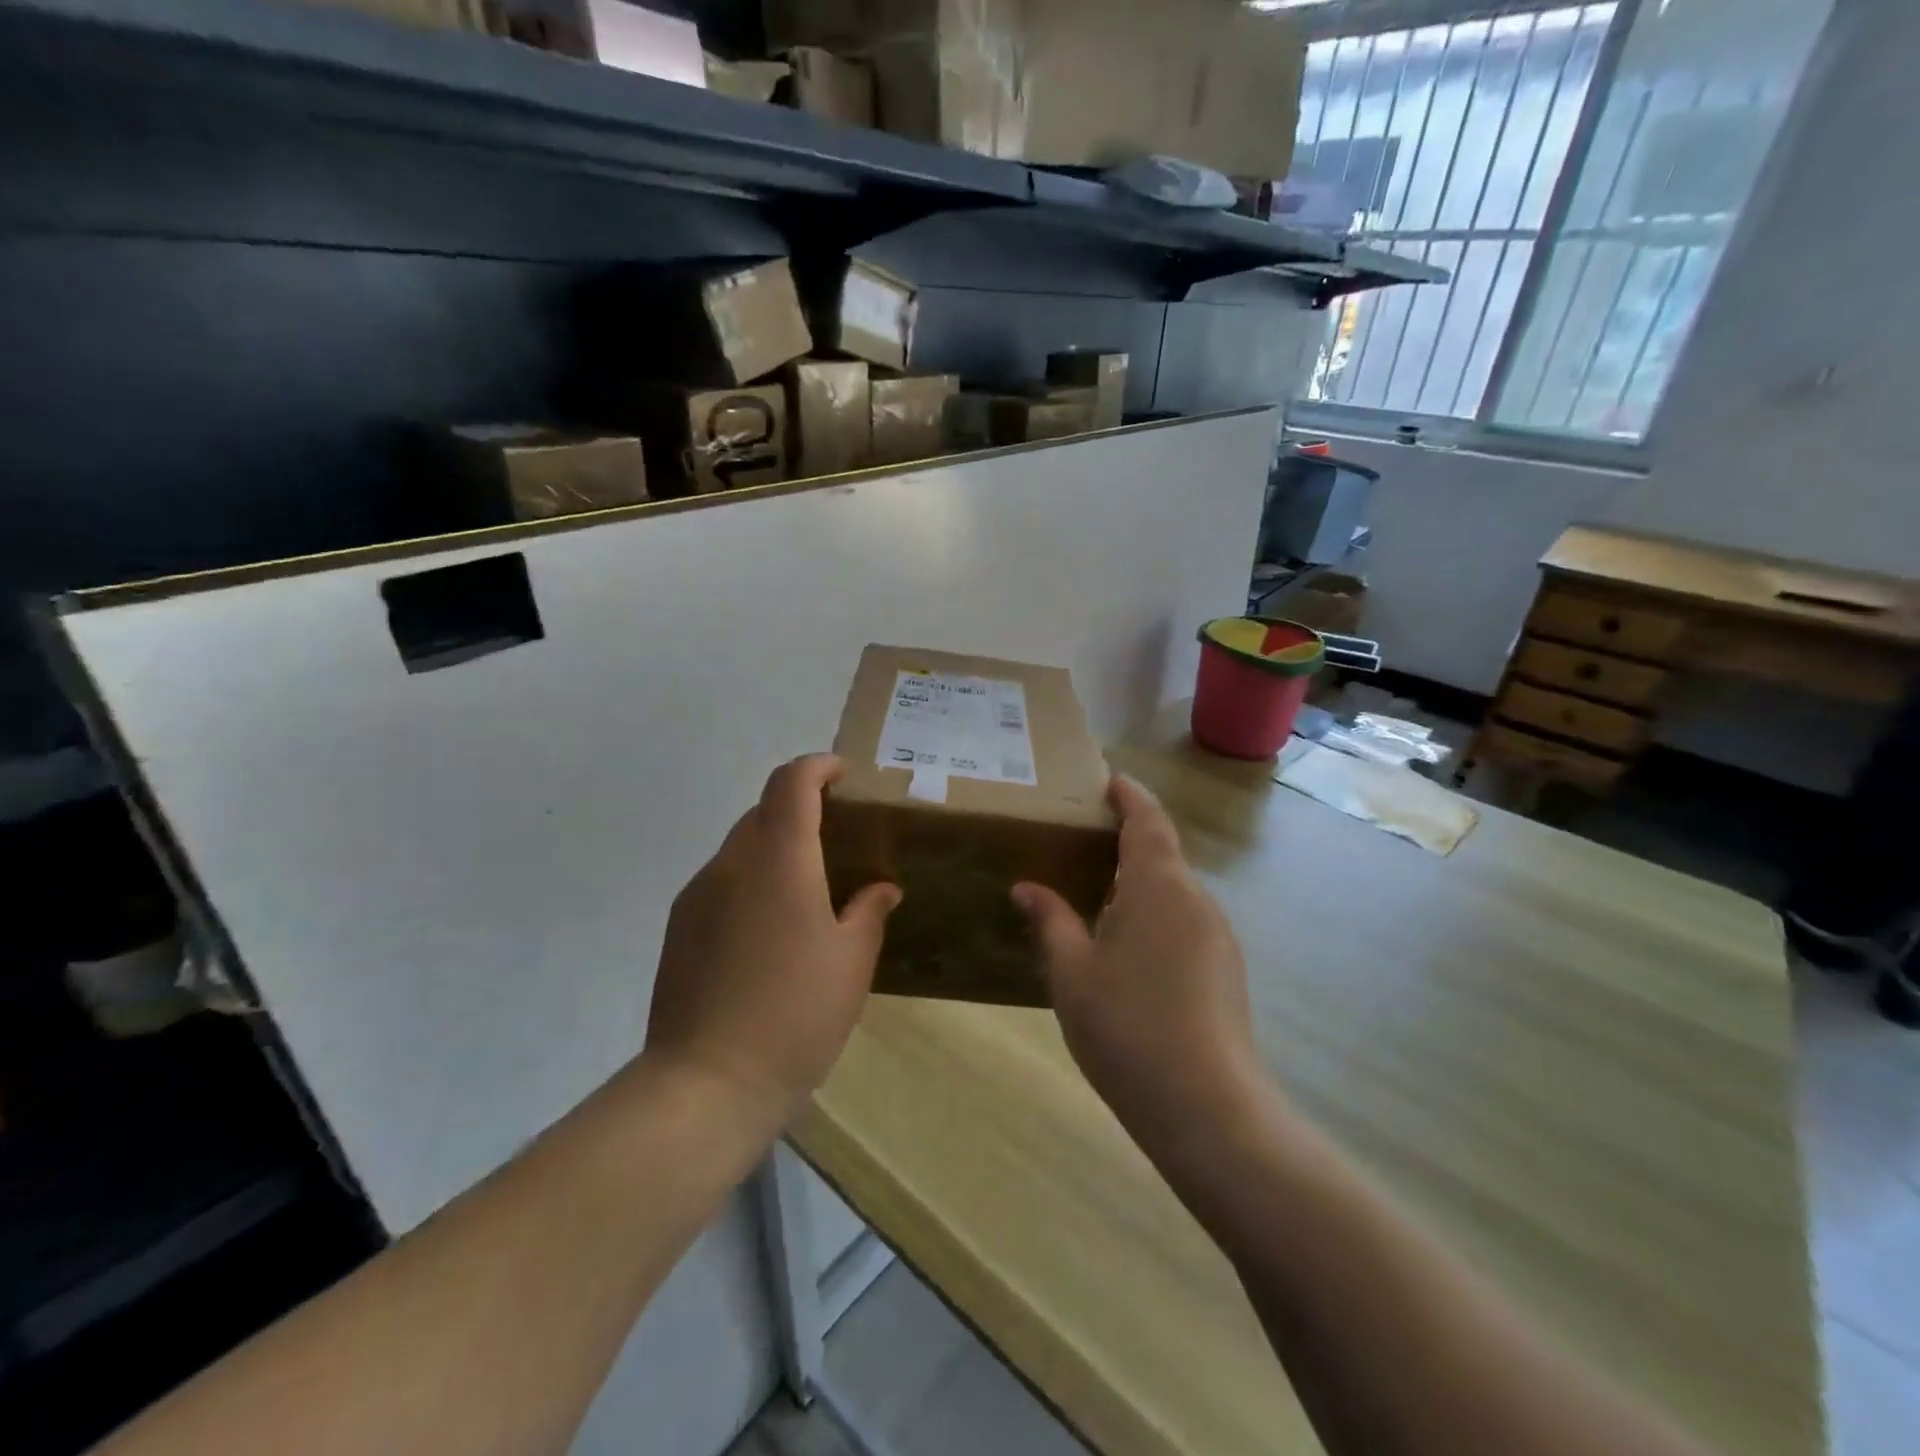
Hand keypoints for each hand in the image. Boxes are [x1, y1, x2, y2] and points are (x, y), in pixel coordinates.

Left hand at [644, 754, 900, 1131]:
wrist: (705, 1085)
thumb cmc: (794, 1014)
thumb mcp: (851, 962)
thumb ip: (869, 912)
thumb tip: (881, 888)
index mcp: (778, 860)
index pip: (790, 783)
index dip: (817, 767)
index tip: (842, 775)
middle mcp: (731, 864)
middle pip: (764, 810)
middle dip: (800, 808)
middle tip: (837, 839)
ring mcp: (697, 895)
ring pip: (740, 847)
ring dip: (775, 847)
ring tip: (807, 889)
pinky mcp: (679, 928)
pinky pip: (722, 881)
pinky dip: (751, 880)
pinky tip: (770, 929)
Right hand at [1012, 775, 1266, 1157]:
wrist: (1208, 1109)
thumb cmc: (1128, 1028)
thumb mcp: (1072, 974)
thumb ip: (1051, 922)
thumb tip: (1026, 888)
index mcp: (1158, 886)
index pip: (1147, 820)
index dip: (1129, 796)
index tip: (1108, 781)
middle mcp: (1196, 899)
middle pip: (1162, 853)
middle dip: (1126, 842)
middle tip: (1081, 844)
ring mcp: (1218, 935)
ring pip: (1174, 891)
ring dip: (1138, 884)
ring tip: (1095, 898)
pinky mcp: (1226, 969)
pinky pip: (1185, 922)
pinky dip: (1155, 915)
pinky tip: (1127, 951)